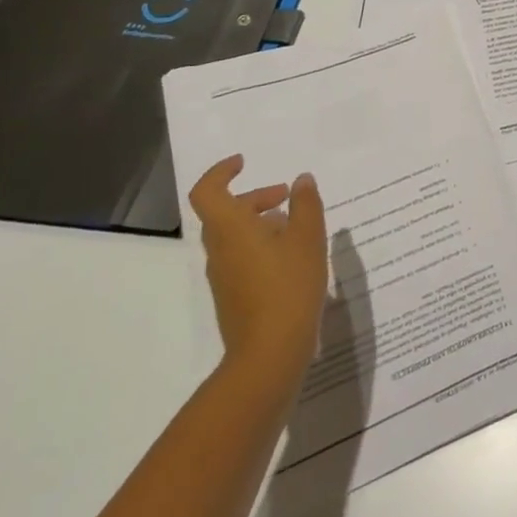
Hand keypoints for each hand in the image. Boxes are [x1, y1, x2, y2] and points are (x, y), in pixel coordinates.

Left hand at [188, 156, 328, 398]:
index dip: (221, 172)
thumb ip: (306, 204)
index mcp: (231, 229)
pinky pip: (241, 257)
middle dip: (255, 197)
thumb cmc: (289, 286)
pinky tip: (292, 257)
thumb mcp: (308, 237)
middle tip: (287, 195)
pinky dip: (261, 245)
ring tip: (297, 225)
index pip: (208, 191)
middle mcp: (219, 250)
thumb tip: (301, 180)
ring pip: (234, 236)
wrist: (269, 354)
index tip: (244, 163)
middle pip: (225, 212)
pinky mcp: (233, 296)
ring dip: (260, 222)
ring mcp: (223, 276)